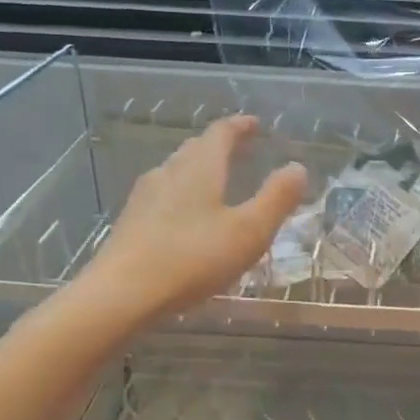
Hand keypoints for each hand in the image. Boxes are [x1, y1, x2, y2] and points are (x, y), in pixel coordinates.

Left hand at [80, 114, 306, 325]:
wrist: (122, 294)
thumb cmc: (193, 258)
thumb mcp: (249, 231)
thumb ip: (276, 198)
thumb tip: (297, 167)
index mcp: (200, 168)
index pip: (220, 133)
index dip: (240, 126)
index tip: (255, 125)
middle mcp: (169, 172)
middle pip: (196, 149)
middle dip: (220, 146)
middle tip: (241, 151)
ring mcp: (145, 197)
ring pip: (176, 172)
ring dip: (199, 170)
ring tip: (217, 182)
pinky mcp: (131, 222)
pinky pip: (163, 196)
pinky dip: (183, 195)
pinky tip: (186, 218)